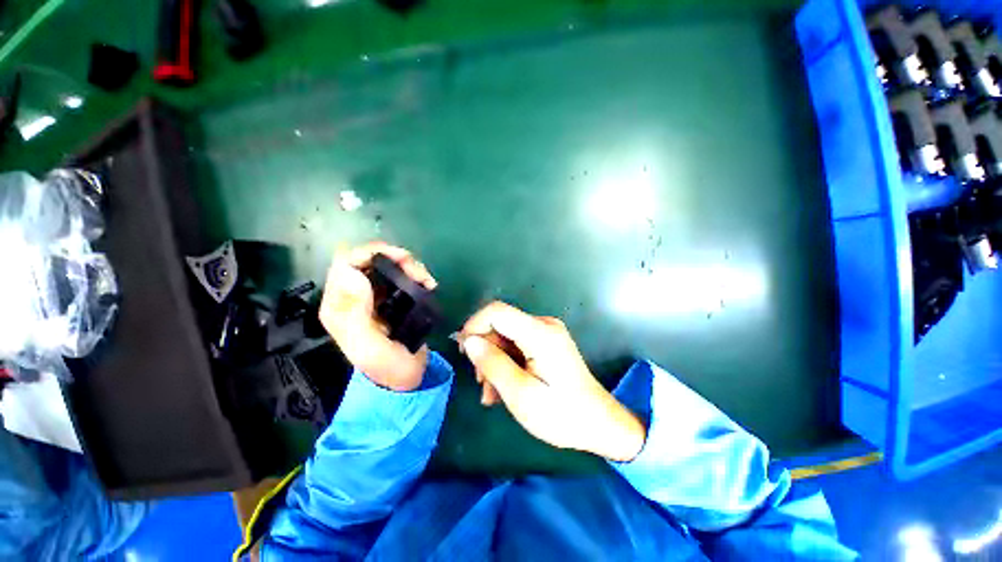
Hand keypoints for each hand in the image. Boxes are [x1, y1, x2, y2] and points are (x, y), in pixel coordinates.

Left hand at [320, 242, 436, 390]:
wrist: (405, 379)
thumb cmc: (387, 367)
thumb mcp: (370, 348)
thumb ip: (357, 314)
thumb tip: (353, 274)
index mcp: (339, 305)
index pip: (345, 263)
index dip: (371, 253)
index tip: (402, 260)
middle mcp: (352, 295)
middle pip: (368, 259)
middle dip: (396, 259)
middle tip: (420, 273)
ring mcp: (372, 295)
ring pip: (386, 264)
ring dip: (409, 267)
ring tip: (427, 281)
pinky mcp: (389, 297)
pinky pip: (399, 275)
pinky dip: (415, 275)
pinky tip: (428, 285)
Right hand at [460, 302, 646, 461]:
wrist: (599, 423)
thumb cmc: (561, 415)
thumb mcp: (520, 394)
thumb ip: (493, 364)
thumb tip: (469, 341)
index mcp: (540, 333)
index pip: (497, 311)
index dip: (474, 325)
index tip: (464, 352)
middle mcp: (544, 325)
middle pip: (500, 324)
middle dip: (485, 350)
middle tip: (480, 384)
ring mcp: (547, 332)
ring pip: (506, 336)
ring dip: (494, 361)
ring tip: (491, 393)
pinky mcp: (547, 341)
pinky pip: (517, 344)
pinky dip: (506, 362)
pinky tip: (503, 387)